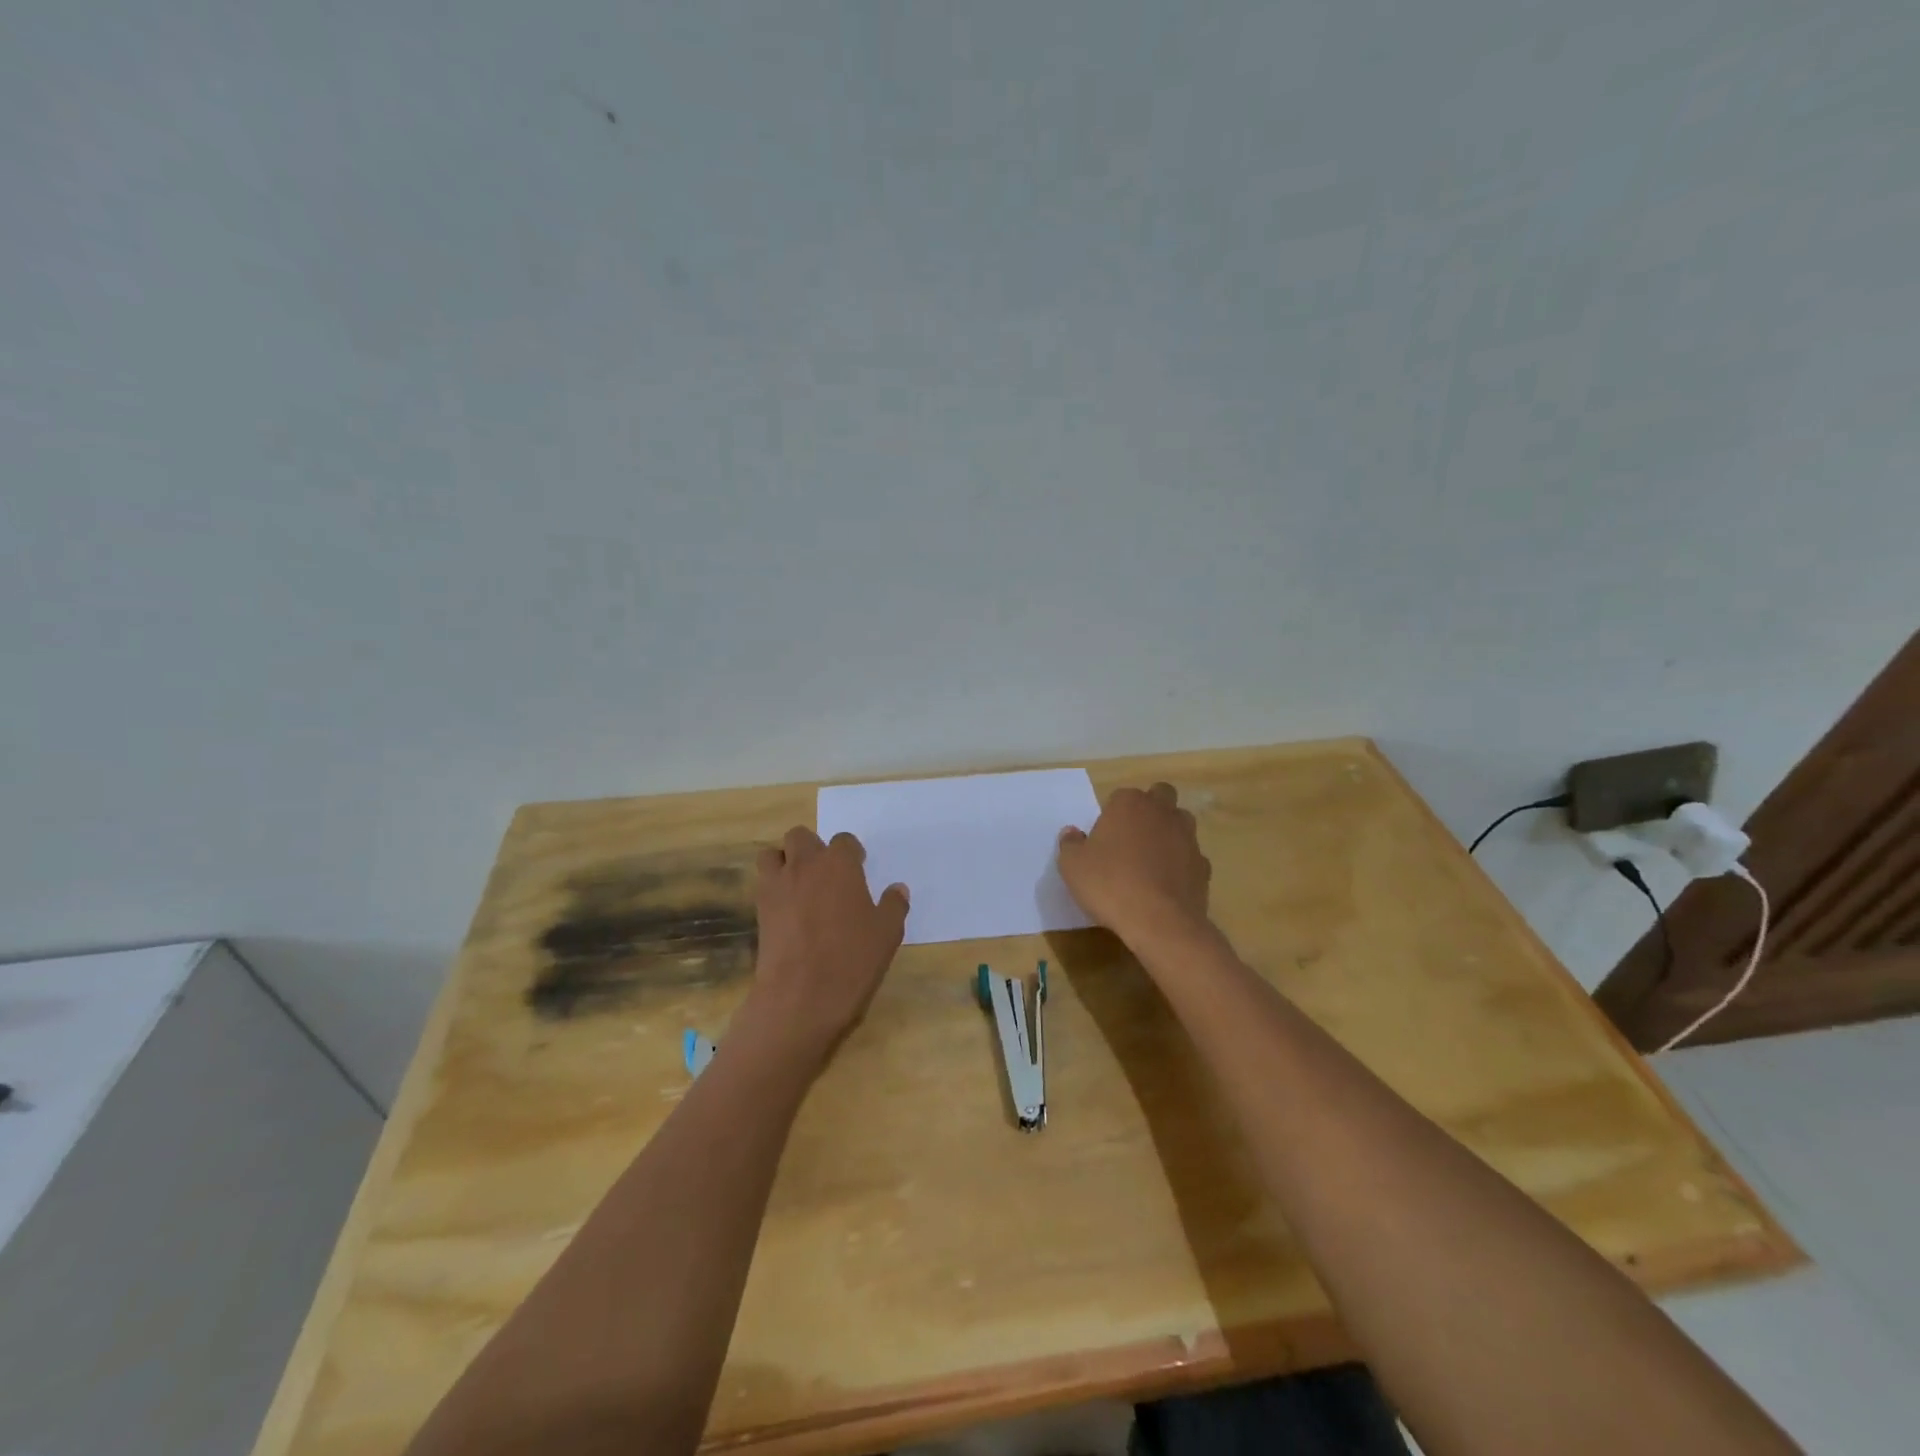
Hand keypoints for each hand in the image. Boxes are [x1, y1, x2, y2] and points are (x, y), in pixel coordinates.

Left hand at [737, 826, 909, 1070]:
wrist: (801, 997)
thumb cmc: (852, 960)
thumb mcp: (887, 934)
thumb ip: (893, 905)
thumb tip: (898, 889)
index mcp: (839, 864)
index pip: (844, 841)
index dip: (852, 854)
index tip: (859, 869)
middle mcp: (805, 865)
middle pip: (801, 837)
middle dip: (813, 848)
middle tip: (827, 874)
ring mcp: (777, 886)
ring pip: (773, 854)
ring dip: (785, 861)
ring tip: (800, 885)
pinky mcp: (759, 910)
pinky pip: (763, 884)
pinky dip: (774, 887)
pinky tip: (788, 910)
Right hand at [1057, 782, 1211, 945]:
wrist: (1158, 921)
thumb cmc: (1109, 884)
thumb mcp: (1072, 866)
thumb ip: (1070, 844)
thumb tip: (1072, 833)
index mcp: (1129, 804)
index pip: (1121, 796)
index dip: (1112, 814)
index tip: (1103, 837)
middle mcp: (1162, 812)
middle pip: (1161, 796)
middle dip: (1149, 809)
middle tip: (1131, 838)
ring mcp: (1188, 838)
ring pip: (1181, 823)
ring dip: (1168, 833)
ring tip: (1150, 860)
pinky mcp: (1203, 866)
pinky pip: (1190, 857)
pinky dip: (1181, 864)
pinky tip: (1166, 884)